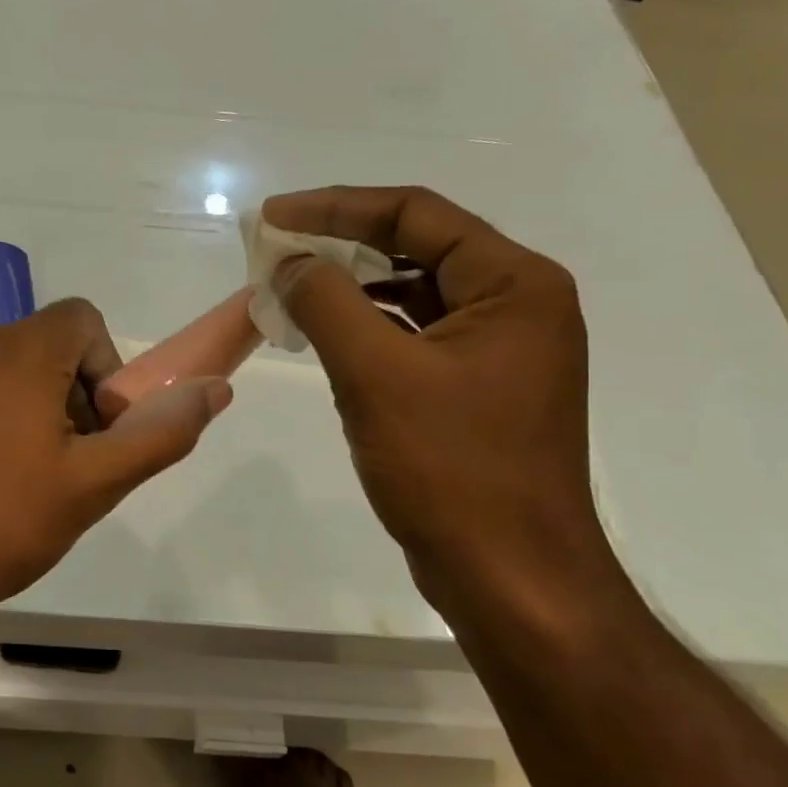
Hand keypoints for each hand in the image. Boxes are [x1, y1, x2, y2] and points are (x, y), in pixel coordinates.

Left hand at [0, 299, 231, 619]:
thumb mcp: (93, 484)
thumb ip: (160, 433)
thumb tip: (214, 390)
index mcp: (18, 349)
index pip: (83, 320)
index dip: (105, 371)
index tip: (96, 432)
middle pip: (41, 349)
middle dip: (67, 398)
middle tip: (62, 469)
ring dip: (21, 412)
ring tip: (14, 484)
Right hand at [262, 187, 606, 604]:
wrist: (509, 578)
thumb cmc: (451, 469)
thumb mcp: (377, 375)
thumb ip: (327, 302)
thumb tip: (292, 264)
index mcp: (514, 284)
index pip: (415, 215)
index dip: (336, 207)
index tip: (272, 217)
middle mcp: (515, 305)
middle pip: (415, 248)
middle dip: (339, 246)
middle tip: (272, 251)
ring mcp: (497, 349)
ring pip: (410, 295)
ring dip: (347, 289)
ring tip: (285, 290)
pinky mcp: (475, 388)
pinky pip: (411, 336)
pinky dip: (364, 329)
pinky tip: (319, 335)